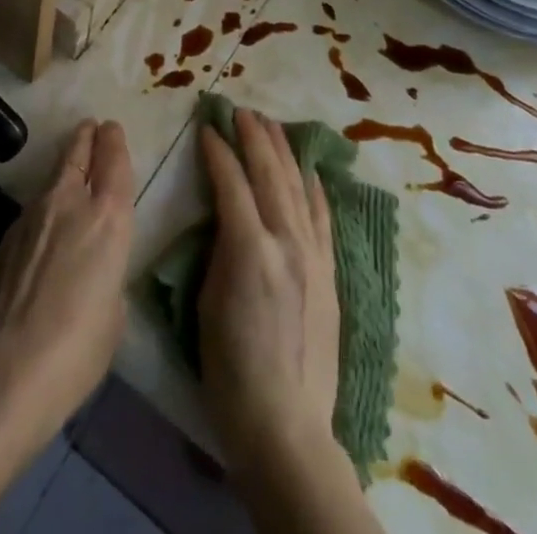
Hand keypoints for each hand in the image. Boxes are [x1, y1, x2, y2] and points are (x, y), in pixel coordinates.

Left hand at [0, 119, 133, 452]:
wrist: (5, 373)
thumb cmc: (78, 349)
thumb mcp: (114, 314)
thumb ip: (108, 276)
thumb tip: (92, 273)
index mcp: (108, 218)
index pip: (114, 161)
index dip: (114, 142)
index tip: (111, 128)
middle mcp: (69, 203)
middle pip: (77, 154)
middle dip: (86, 138)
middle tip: (90, 127)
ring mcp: (30, 217)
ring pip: (51, 180)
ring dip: (62, 171)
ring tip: (67, 170)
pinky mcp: (3, 240)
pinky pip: (29, 214)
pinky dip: (40, 212)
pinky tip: (39, 233)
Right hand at [196, 108, 340, 473]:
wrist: (286, 424)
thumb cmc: (230, 370)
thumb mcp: (207, 302)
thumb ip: (219, 248)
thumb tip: (225, 215)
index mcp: (250, 248)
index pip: (231, 182)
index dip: (217, 151)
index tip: (207, 127)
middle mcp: (286, 241)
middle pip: (270, 173)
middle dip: (254, 137)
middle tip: (241, 111)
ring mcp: (313, 255)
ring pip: (298, 186)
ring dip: (283, 151)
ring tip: (271, 125)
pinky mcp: (329, 272)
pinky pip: (322, 216)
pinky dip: (314, 187)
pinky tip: (310, 170)